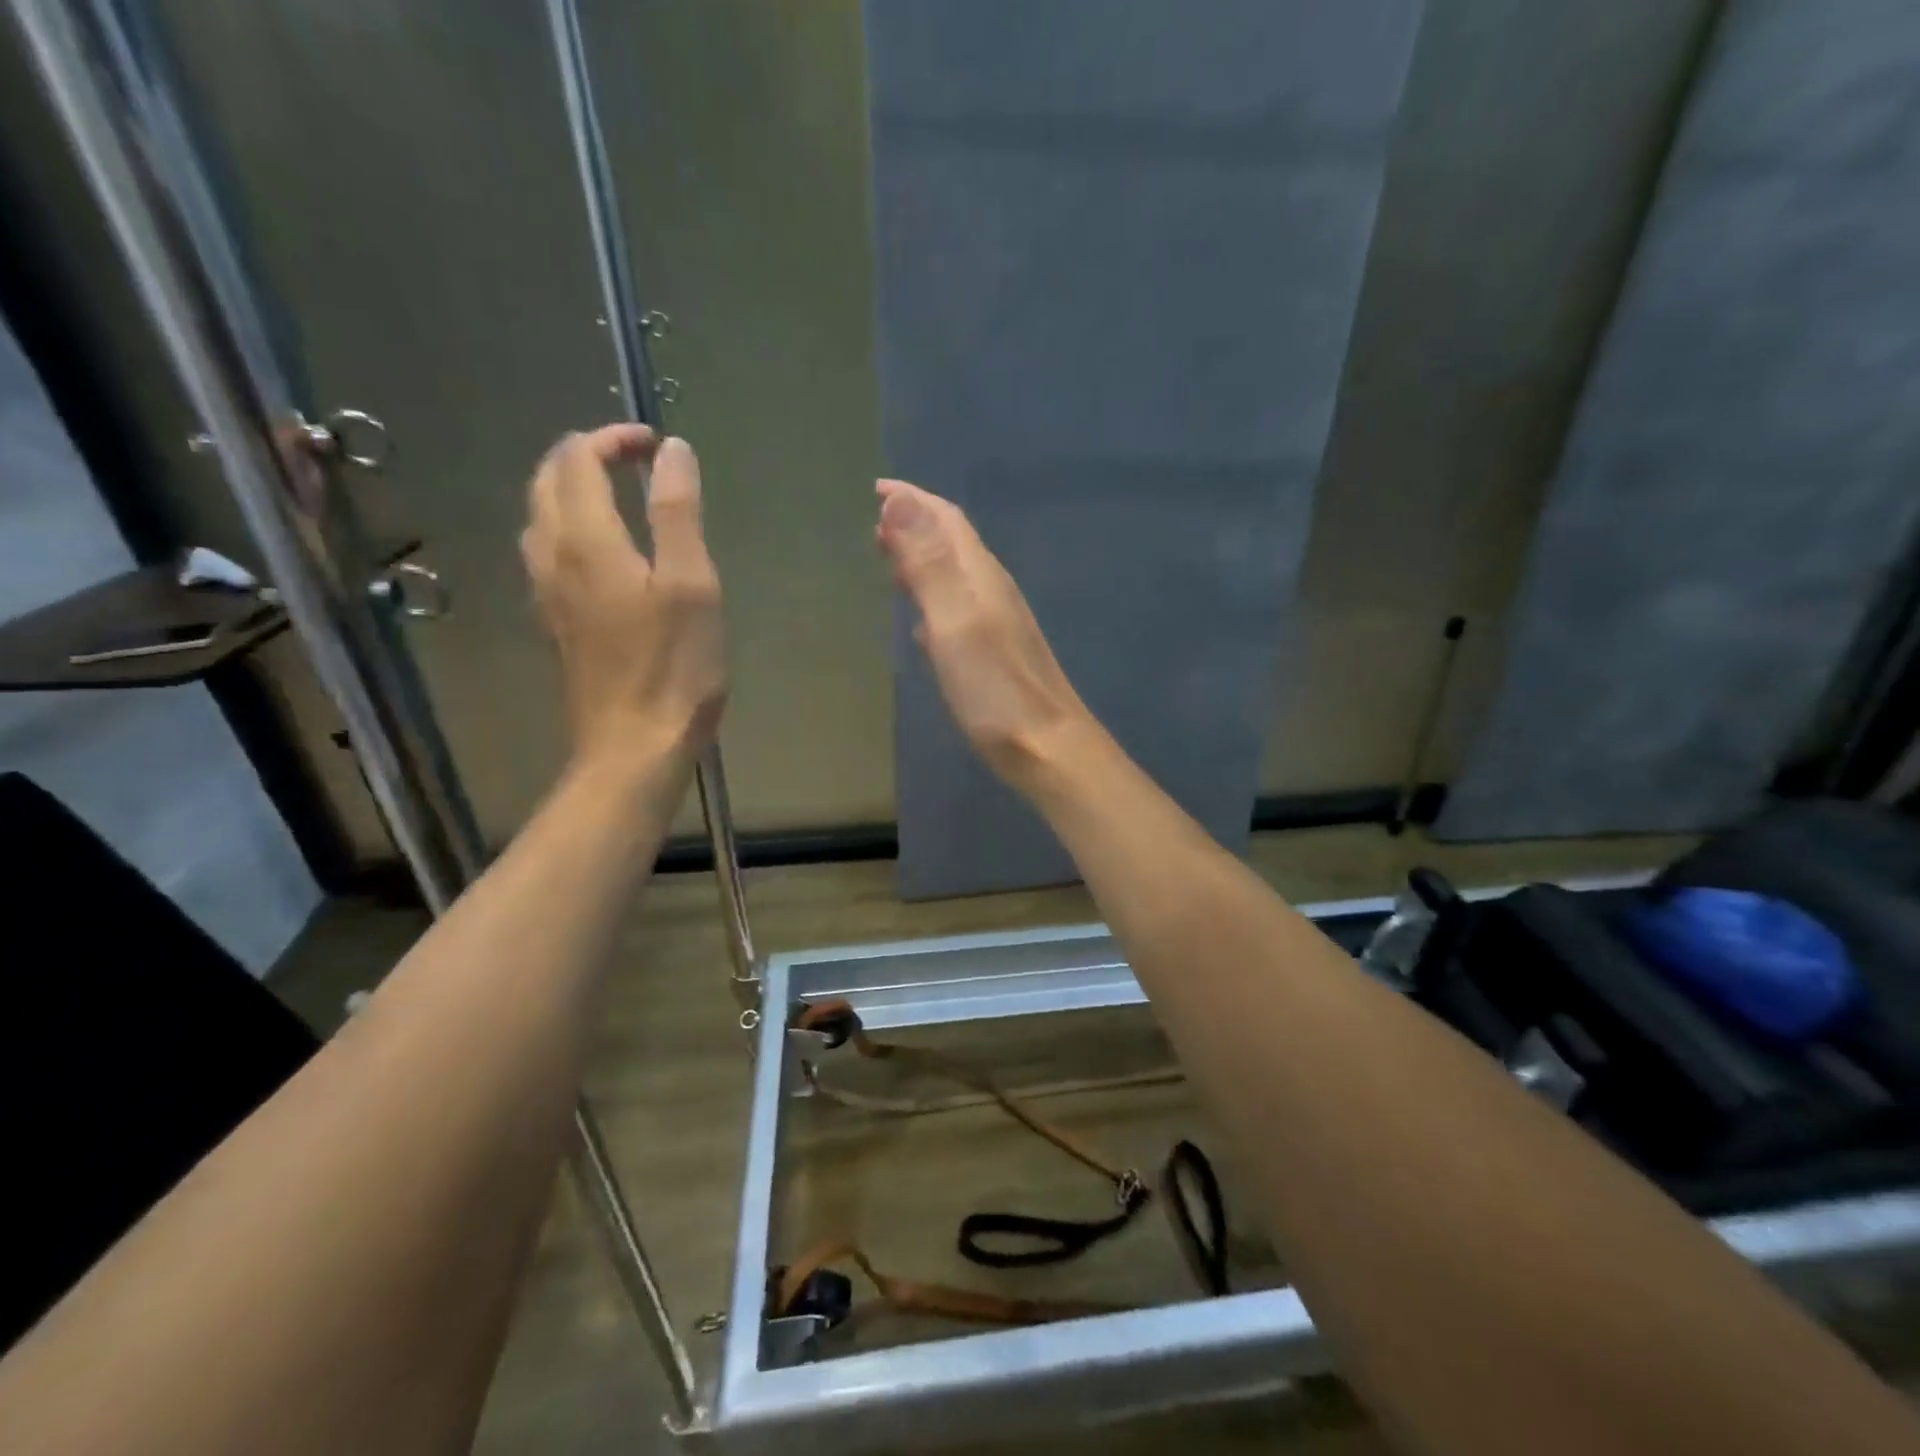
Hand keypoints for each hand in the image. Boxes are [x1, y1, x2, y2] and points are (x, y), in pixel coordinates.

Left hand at [521, 426, 724, 772]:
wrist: (633, 745)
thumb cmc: (673, 667)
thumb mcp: (691, 584)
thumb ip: (677, 512)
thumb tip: (673, 452)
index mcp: (587, 540)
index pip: (578, 459)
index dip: (613, 439)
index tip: (657, 445)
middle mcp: (553, 557)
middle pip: (548, 481)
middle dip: (586, 456)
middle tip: (637, 461)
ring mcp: (548, 592)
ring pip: (540, 517)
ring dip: (572, 490)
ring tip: (619, 496)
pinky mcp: (556, 622)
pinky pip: (547, 554)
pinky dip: (569, 528)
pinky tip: (601, 551)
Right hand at [875, 477, 1091, 781]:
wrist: (1048, 747)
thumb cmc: (995, 689)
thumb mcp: (954, 621)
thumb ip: (928, 563)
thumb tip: (899, 499)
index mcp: (981, 577)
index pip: (947, 520)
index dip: (913, 500)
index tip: (876, 489)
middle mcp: (992, 592)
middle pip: (953, 544)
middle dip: (916, 526)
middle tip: (876, 524)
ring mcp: (998, 624)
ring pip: (955, 578)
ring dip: (923, 563)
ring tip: (890, 562)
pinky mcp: (996, 655)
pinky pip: (958, 612)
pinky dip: (934, 603)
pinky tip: (922, 624)